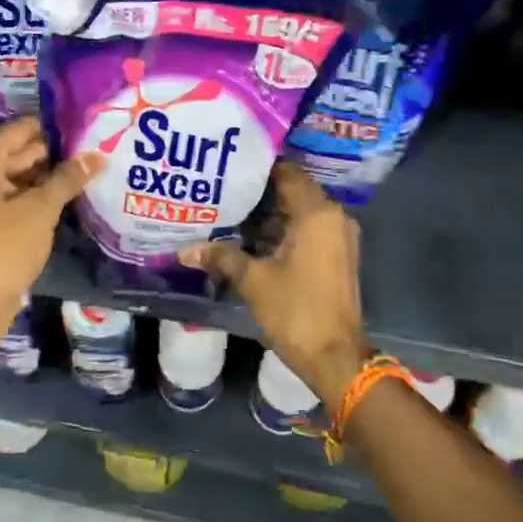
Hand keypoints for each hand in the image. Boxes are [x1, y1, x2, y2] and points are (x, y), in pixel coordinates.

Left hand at [0, 118, 103, 339]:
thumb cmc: (2, 246)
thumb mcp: (40, 209)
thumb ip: (68, 178)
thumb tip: (98, 155)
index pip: (25, 128)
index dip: (58, 128)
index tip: (93, 126)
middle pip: (25, 151)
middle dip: (61, 153)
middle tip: (103, 146)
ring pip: (26, 175)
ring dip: (56, 176)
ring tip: (99, 167)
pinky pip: (23, 197)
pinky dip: (45, 196)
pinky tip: (79, 193)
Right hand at [179, 163, 367, 409]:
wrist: (334, 357)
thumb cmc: (295, 310)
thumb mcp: (253, 281)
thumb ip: (221, 256)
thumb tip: (185, 250)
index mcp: (317, 213)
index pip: (287, 173)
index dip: (258, 168)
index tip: (229, 164)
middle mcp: (333, 217)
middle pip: (292, 192)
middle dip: (258, 193)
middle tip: (222, 188)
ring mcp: (337, 238)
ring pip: (298, 214)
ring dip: (268, 215)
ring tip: (228, 212)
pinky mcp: (335, 256)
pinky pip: (306, 231)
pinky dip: (281, 232)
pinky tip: (248, 239)